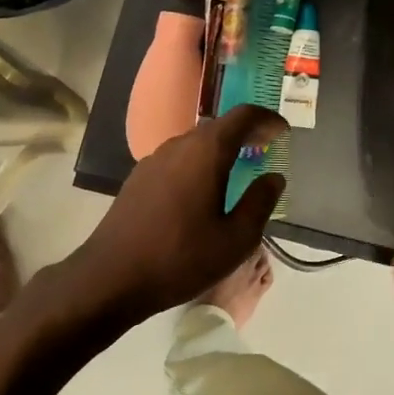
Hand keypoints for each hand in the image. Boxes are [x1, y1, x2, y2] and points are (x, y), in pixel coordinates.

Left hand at [62, 105, 285, 325]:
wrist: (110, 278)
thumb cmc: (181, 257)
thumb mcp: (236, 239)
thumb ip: (260, 203)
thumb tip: (274, 178)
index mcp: (207, 151)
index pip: (243, 116)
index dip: (267, 119)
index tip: (283, 131)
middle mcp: (179, 145)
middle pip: (218, 127)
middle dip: (245, 133)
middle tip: (266, 148)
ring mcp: (154, 160)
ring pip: (196, 143)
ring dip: (221, 149)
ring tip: (237, 170)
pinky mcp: (138, 179)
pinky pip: (178, 159)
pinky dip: (199, 163)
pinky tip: (202, 192)